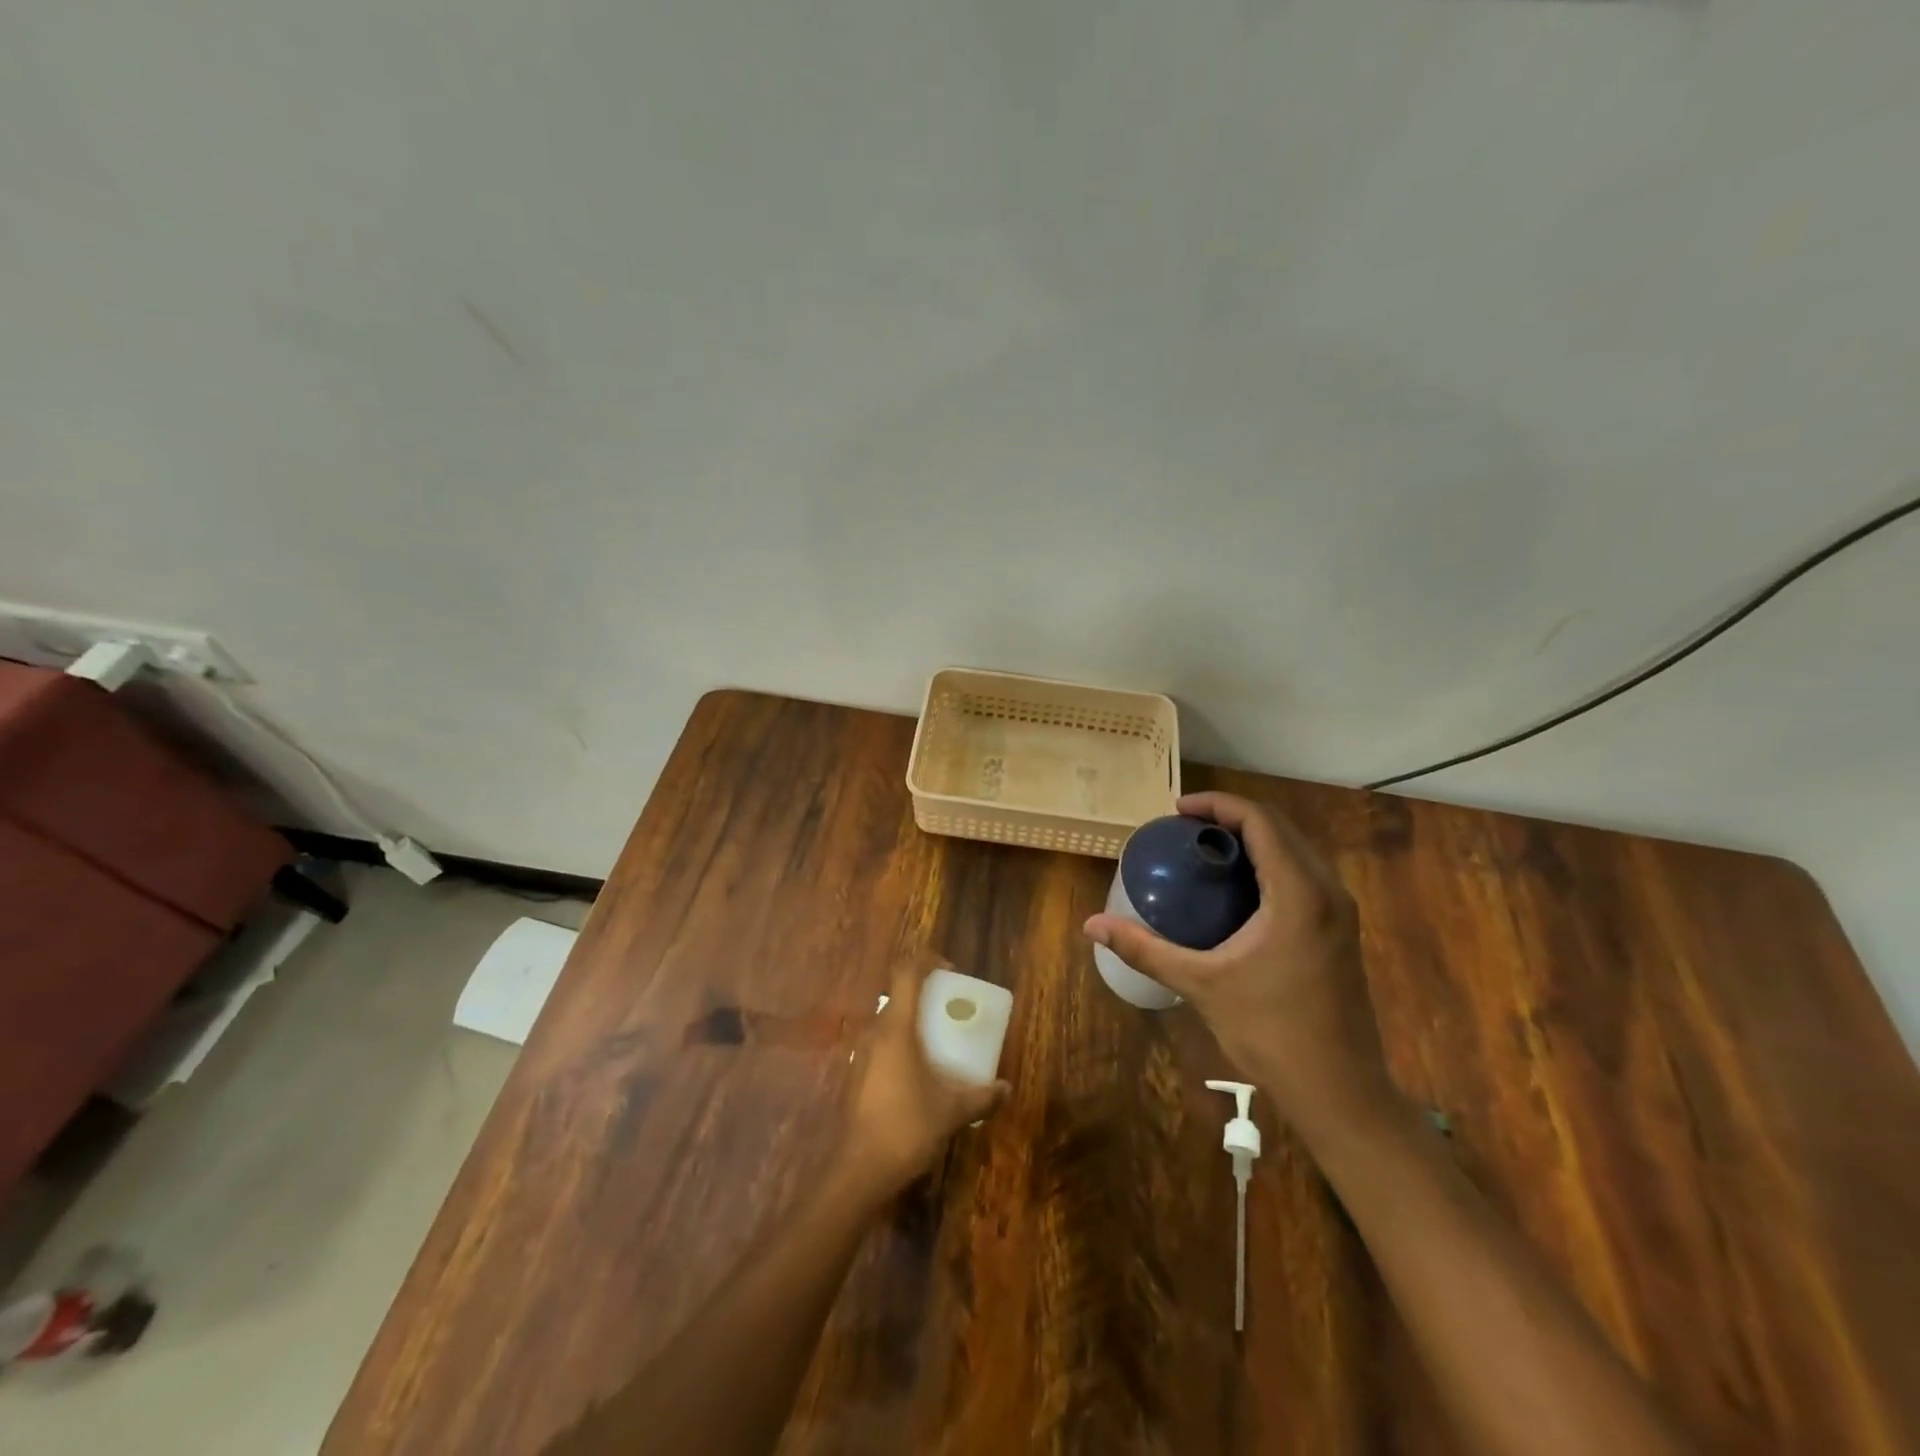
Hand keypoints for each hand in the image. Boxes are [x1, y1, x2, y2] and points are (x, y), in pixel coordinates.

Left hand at [839, 962, 1007, 1196]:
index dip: (926, 961)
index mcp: (896, 1029)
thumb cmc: (905, 1128)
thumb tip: (1006, 1088)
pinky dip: (900, 1042)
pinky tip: (917, 1070)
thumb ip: (981, 1096)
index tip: (949, 969)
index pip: (906, 974)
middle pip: (896, 995)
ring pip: (887, 1020)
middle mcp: (874, 1032)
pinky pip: (880, 1042)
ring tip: (937, 1038)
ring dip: (910, 1020)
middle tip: (949, 1007)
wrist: (857, 1170)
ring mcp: (860, 1052)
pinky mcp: (855, 1073)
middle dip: (923, 993)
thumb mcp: (951, 1112)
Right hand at [1084, 791, 1392, 1138]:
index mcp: (1299, 892)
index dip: (1217, 804)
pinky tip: (1236, 889)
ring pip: (1294, 850)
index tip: (1176, 810)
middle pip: (1279, 828)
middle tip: (1184, 829)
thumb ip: (1145, 949)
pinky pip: (1303, 874)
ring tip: (1205, 850)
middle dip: (1231, 817)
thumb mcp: (1200, 984)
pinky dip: (1268, 863)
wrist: (1339, 1090)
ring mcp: (1339, 911)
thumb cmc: (1270, 1031)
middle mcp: (1327, 890)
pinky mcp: (1341, 930)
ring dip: (1252, 839)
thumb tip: (1092, 925)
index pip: (1260, 821)